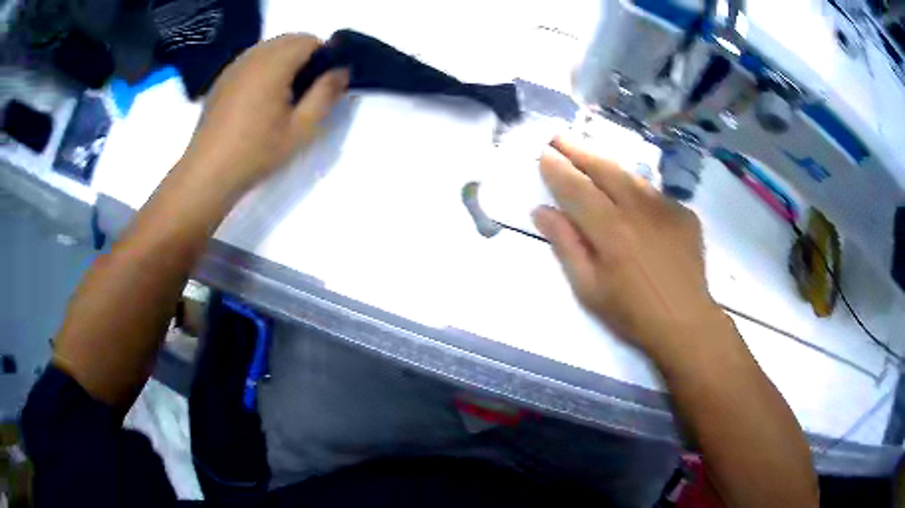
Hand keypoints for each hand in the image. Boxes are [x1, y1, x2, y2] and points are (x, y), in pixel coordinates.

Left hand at [183, 34, 348, 190]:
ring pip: (269, 48)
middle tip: (305, 92)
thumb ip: (325, 93)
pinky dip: (263, 69)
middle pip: (289, 40)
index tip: (323, 83)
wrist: (208, 172)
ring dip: (283, 62)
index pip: (309, 40)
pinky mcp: (222, 79)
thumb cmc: (256, 152)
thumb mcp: (301, 128)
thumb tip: (342, 70)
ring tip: (282, 97)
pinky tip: (259, 100)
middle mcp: (253, 56)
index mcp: (274, 64)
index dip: (324, 57)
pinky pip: (251, 60)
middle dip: (304, 57)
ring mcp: (234, 66)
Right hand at [533, 136, 721, 356]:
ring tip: (589, 156)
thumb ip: (566, 245)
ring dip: (605, 163)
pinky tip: (629, 196)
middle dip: (578, 150)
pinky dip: (635, 189)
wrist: (686, 322)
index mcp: (610, 230)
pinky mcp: (684, 213)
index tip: (543, 153)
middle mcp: (638, 209)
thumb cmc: (632, 313)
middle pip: (603, 169)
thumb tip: (542, 211)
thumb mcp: (589, 289)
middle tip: (559, 138)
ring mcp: (665, 208)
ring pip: (630, 176)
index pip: (576, 188)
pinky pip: (653, 193)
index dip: (557, 169)